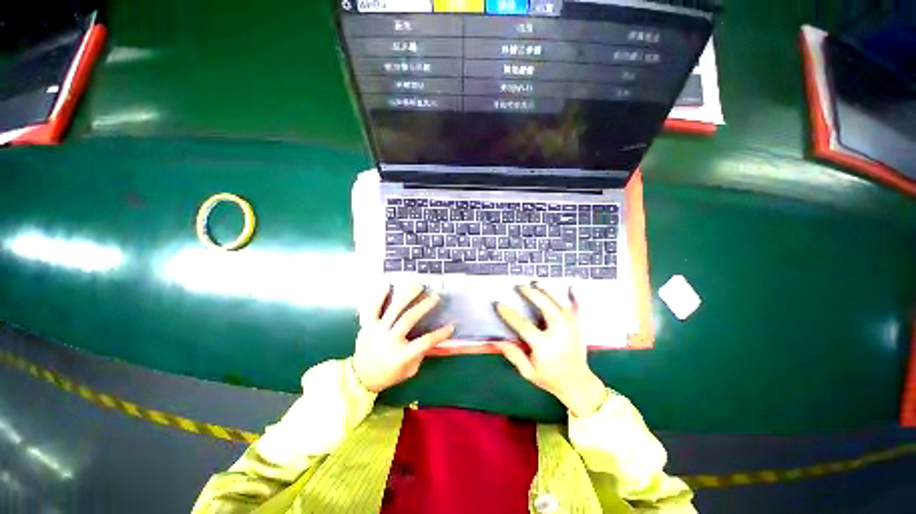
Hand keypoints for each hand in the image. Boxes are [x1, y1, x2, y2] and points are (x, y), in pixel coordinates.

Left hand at [352, 284, 453, 392]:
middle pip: (408, 319)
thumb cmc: (388, 375)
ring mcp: (376, 331)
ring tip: (418, 286)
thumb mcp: (409, 371)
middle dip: (424, 306)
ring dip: (407, 296)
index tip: (451, 326)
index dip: (440, 334)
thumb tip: (432, 338)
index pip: (425, 342)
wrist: (360, 378)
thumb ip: (420, 355)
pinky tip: (387, 285)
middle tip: (436, 296)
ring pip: (393, 310)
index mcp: (400, 355)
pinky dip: (379, 296)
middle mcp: (388, 340)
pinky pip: (372, 309)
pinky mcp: (366, 326)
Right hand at [495, 284, 607, 416]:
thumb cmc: (550, 378)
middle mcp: (559, 334)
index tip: (499, 304)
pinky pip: (578, 309)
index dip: (509, 314)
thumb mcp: (528, 372)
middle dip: (532, 295)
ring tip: (536, 283)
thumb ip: (514, 355)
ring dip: (547, 293)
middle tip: (521, 286)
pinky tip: (571, 286)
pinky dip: (574, 296)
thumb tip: (497, 341)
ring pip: (559, 305)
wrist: (578, 385)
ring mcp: (571, 329)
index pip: (523, 326)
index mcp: (545, 346)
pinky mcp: (578, 327)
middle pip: (546, 309)